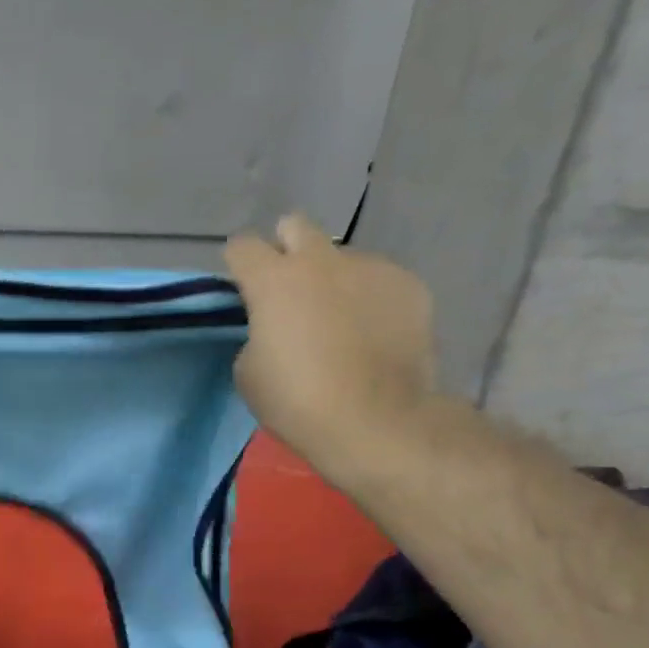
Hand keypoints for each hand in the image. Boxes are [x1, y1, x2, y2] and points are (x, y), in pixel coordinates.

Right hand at [225, 215, 437, 480]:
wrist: (376, 421)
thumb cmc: (297, 400)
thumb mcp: (249, 371)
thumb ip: (256, 333)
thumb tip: (274, 326)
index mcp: (273, 280)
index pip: (242, 246)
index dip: (237, 264)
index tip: (241, 288)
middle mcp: (321, 261)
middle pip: (295, 226)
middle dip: (286, 248)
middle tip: (289, 288)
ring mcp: (371, 268)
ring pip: (342, 258)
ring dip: (333, 279)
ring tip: (341, 321)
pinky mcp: (410, 286)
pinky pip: (380, 281)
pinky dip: (370, 299)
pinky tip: (374, 333)